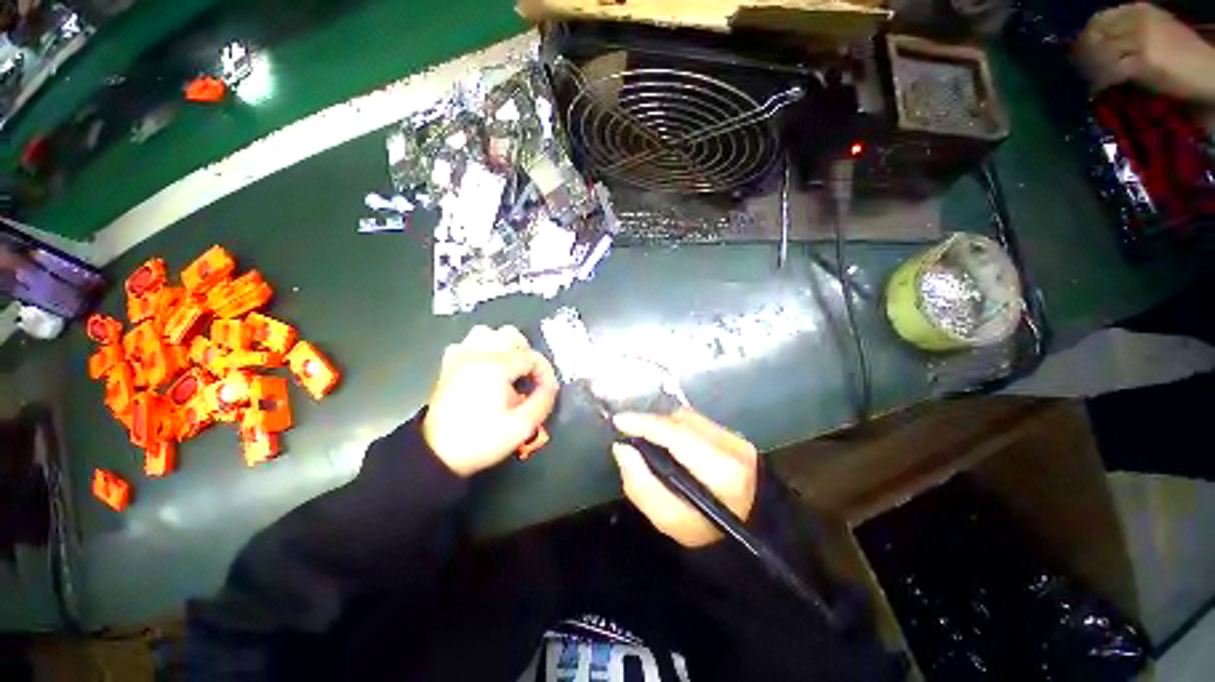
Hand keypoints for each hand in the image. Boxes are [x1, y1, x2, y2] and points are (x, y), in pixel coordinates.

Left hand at [423, 325, 557, 476]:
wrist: (437, 454)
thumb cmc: (482, 439)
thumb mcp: (522, 426)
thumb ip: (543, 401)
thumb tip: (550, 386)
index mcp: (496, 366)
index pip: (531, 357)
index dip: (545, 373)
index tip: (547, 391)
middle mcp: (477, 354)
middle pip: (510, 334)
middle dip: (526, 353)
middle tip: (529, 376)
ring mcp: (459, 358)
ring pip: (486, 333)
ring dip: (503, 347)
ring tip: (509, 369)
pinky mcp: (448, 366)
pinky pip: (466, 345)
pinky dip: (480, 350)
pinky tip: (485, 369)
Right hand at [611, 409, 757, 547]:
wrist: (753, 532)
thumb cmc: (708, 534)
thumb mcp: (670, 521)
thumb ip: (641, 486)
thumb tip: (622, 448)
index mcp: (721, 472)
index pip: (677, 434)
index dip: (645, 423)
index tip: (619, 421)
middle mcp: (732, 447)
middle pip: (681, 421)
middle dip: (652, 423)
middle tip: (630, 432)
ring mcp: (736, 438)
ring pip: (689, 418)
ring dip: (664, 424)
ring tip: (648, 437)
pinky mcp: (736, 436)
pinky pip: (697, 422)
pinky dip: (678, 427)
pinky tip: (670, 440)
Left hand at [1075, 3, 1214, 102]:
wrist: (1207, 70)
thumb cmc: (1181, 54)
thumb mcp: (1152, 32)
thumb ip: (1126, 33)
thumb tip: (1095, 45)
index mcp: (1138, 9)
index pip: (1098, 20)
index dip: (1084, 38)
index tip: (1078, 53)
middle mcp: (1137, 20)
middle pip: (1095, 36)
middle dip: (1082, 56)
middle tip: (1079, 71)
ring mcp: (1140, 39)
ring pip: (1100, 54)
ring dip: (1089, 71)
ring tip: (1089, 81)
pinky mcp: (1142, 61)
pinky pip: (1111, 71)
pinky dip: (1100, 82)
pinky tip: (1098, 90)